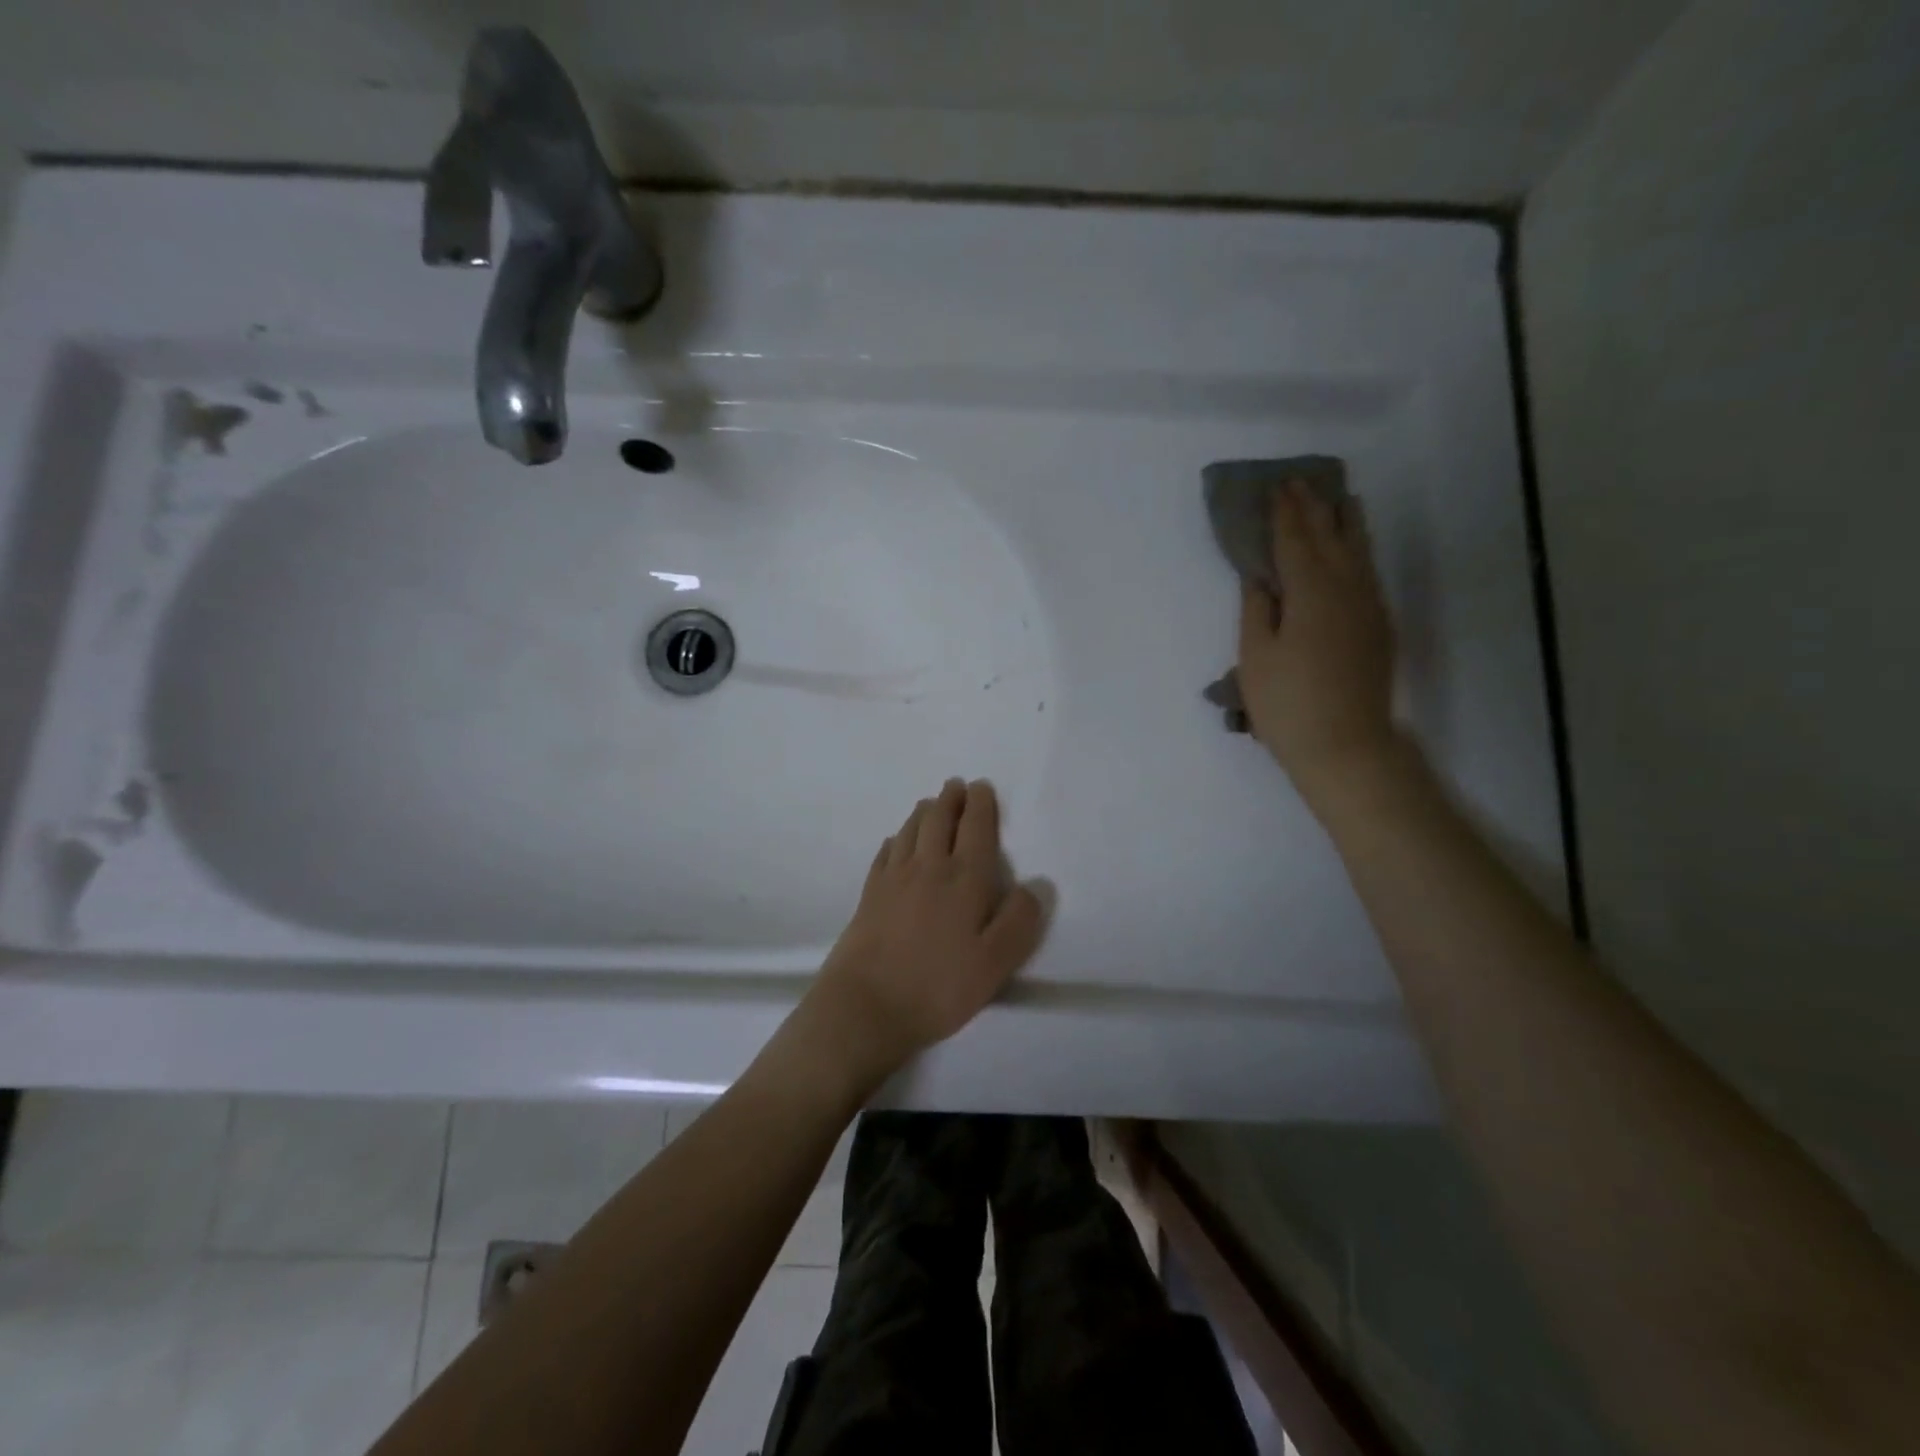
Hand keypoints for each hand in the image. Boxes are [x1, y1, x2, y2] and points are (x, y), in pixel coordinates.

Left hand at [805, 779, 1046, 1083]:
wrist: (866, 1005)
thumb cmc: (938, 986)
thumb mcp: (994, 963)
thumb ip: (1019, 921)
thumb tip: (1034, 884)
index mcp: (964, 879)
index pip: (976, 828)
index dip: (981, 804)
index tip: (982, 787)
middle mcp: (928, 867)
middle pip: (939, 820)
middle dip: (951, 799)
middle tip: (956, 786)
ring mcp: (894, 879)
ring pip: (911, 830)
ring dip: (924, 812)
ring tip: (931, 804)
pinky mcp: (870, 894)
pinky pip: (886, 853)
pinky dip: (896, 839)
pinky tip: (896, 842)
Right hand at [1238, 480, 1398, 799]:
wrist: (1345, 746)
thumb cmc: (1287, 704)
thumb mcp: (1256, 657)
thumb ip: (1257, 609)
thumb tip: (1260, 575)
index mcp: (1311, 593)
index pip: (1295, 541)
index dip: (1285, 514)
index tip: (1277, 487)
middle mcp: (1347, 590)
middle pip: (1332, 537)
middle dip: (1315, 509)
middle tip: (1301, 483)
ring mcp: (1369, 608)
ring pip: (1359, 552)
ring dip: (1345, 523)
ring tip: (1339, 500)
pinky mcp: (1379, 627)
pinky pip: (1368, 573)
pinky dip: (1358, 551)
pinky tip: (1352, 549)